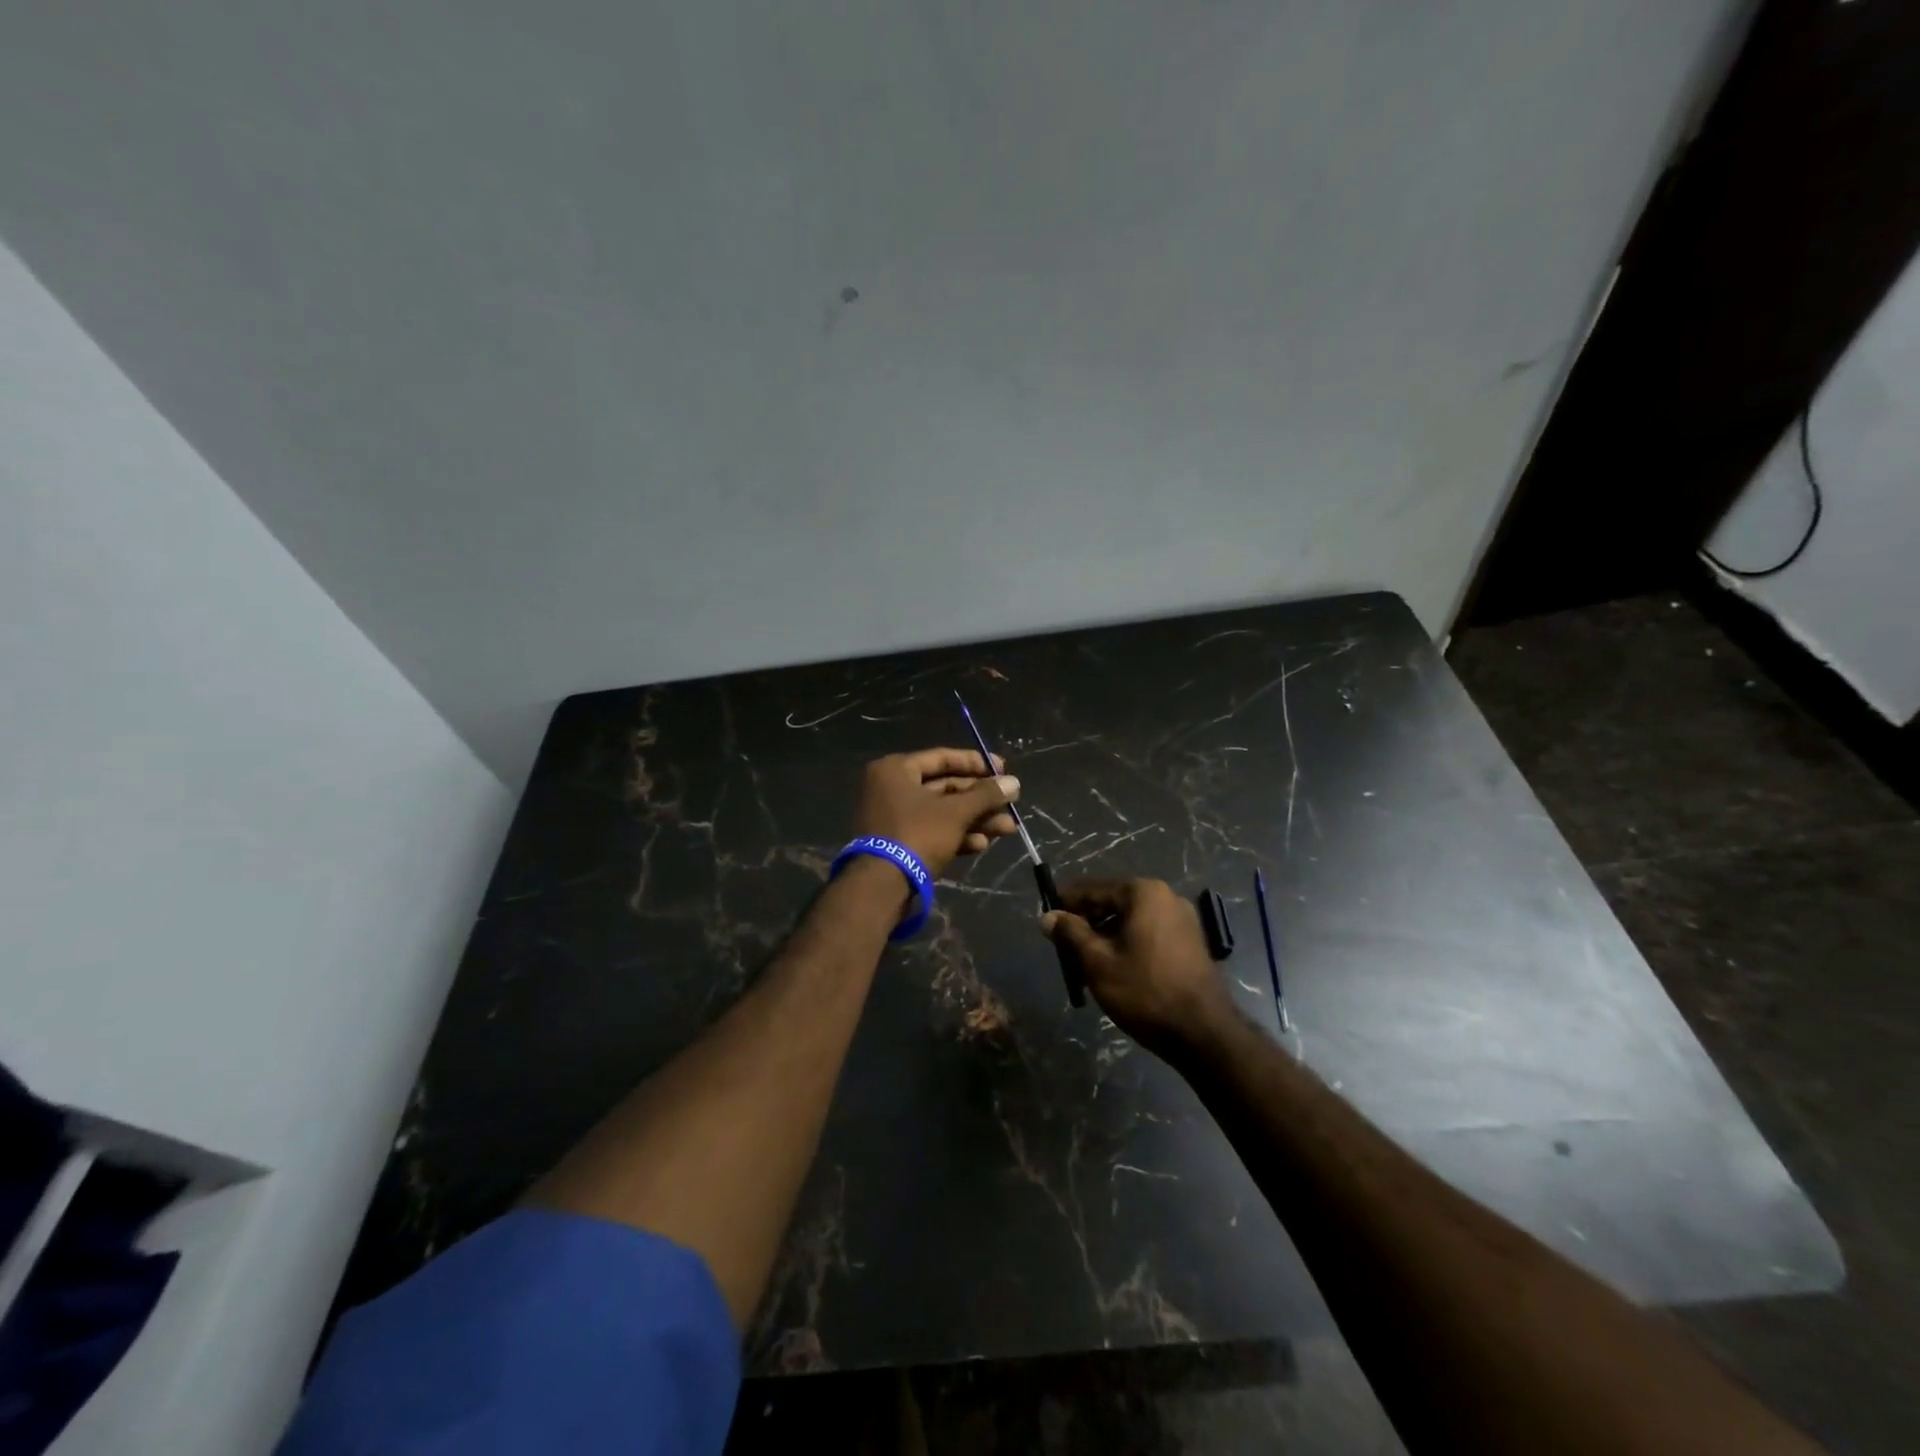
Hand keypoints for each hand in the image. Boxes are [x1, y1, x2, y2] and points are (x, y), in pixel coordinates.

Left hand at [852, 748, 1020, 877]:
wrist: (883, 886)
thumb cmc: (918, 834)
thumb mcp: (956, 813)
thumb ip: (986, 795)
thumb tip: (1014, 783)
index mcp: (896, 770)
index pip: (942, 758)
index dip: (976, 763)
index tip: (1004, 770)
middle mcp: (892, 789)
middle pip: (945, 788)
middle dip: (981, 799)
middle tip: (1010, 804)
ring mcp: (895, 818)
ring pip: (943, 813)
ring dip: (976, 820)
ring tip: (1007, 828)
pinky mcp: (900, 843)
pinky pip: (933, 831)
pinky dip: (957, 836)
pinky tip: (982, 845)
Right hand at [1040, 879, 1237, 1059]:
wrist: (1203, 1033)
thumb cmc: (1144, 991)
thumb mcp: (1098, 962)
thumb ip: (1071, 933)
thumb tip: (1047, 916)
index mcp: (1143, 893)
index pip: (1094, 889)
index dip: (1066, 901)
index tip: (1046, 913)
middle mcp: (1166, 897)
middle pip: (1114, 902)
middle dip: (1087, 920)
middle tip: (1062, 942)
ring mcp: (1183, 920)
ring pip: (1131, 919)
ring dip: (1106, 934)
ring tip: (1085, 959)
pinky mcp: (1191, 942)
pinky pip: (1149, 933)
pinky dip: (1128, 943)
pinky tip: (1114, 966)